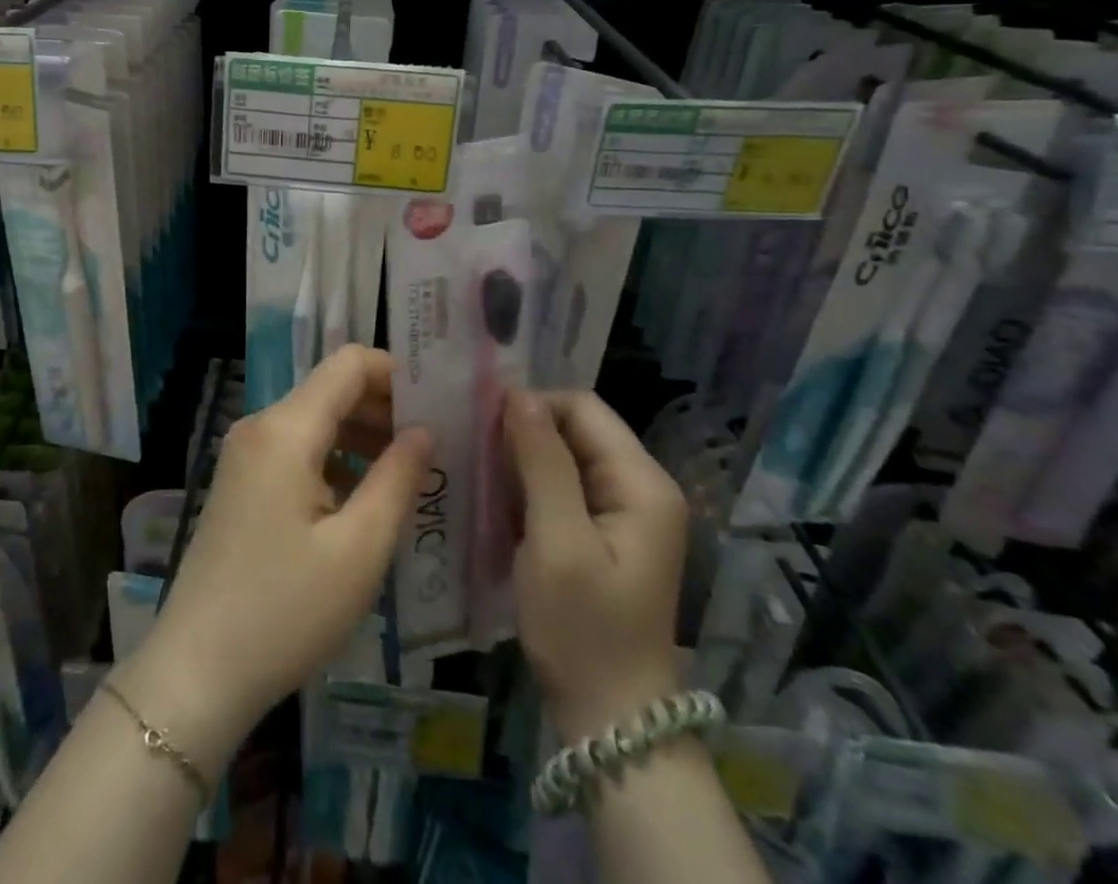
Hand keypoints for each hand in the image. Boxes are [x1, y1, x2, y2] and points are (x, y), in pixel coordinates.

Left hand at [117, 346, 431, 771]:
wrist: (198, 671)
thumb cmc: (286, 611)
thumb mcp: (359, 549)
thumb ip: (398, 478)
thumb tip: (424, 431)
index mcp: (285, 429)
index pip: (347, 364)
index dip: (395, 373)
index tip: (437, 403)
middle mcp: (260, 426)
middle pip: (331, 389)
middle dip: (383, 407)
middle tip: (433, 444)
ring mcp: (245, 454)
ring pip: (315, 420)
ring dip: (362, 435)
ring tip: (409, 473)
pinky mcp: (242, 482)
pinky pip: (296, 449)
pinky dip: (335, 458)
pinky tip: (365, 496)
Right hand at [506, 388, 688, 741]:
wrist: (611, 722)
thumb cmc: (583, 631)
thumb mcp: (557, 542)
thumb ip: (542, 462)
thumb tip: (519, 394)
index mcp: (642, 483)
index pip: (583, 407)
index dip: (533, 406)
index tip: (483, 426)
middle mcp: (641, 487)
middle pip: (576, 428)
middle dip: (525, 432)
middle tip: (475, 452)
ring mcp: (626, 512)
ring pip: (566, 456)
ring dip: (523, 460)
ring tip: (481, 474)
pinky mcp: (606, 533)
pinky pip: (565, 486)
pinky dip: (531, 486)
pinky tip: (500, 502)